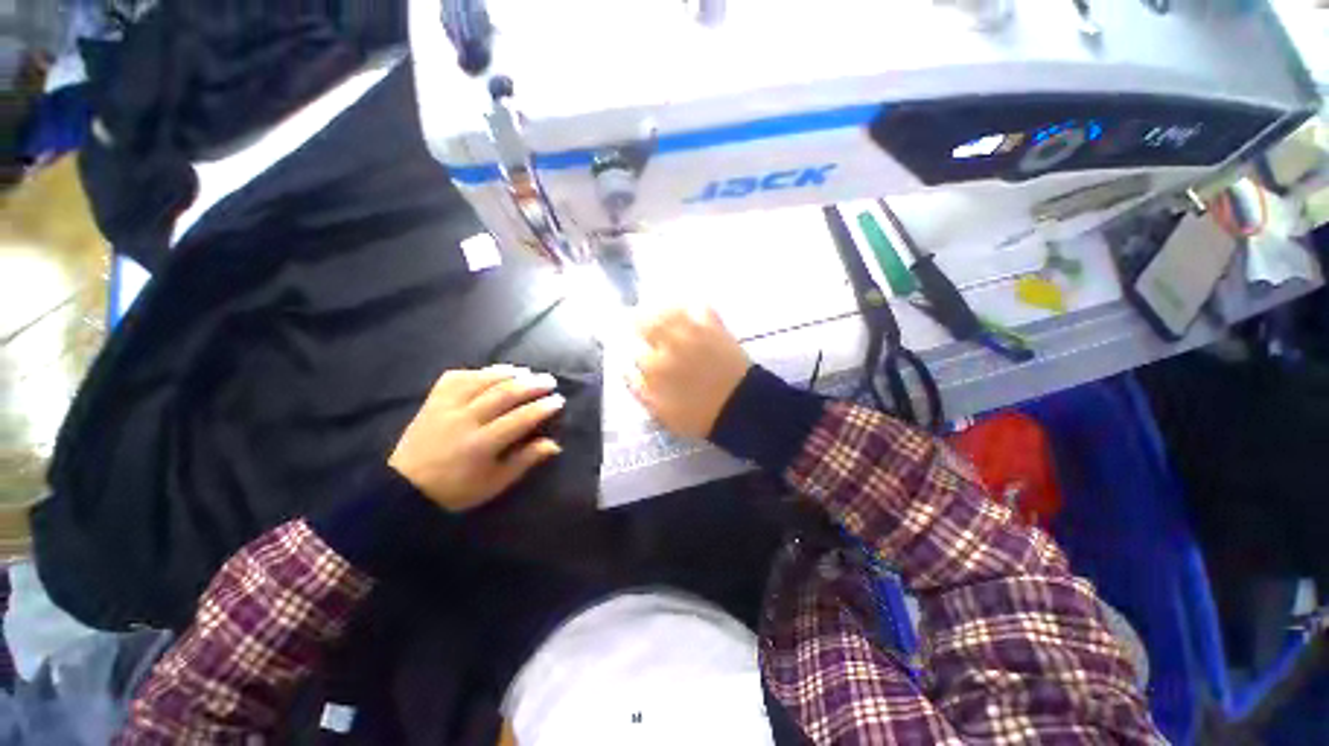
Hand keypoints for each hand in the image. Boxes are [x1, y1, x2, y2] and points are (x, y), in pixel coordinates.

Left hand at [389, 366, 564, 512]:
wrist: (403, 488)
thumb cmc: (456, 490)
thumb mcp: (495, 483)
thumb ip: (525, 460)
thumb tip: (554, 444)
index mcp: (480, 445)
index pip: (519, 419)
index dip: (542, 408)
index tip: (558, 401)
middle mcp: (464, 420)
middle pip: (503, 394)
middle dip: (531, 384)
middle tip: (549, 381)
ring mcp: (445, 407)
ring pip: (481, 381)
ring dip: (508, 373)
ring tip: (527, 372)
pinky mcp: (432, 401)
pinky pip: (456, 377)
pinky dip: (477, 372)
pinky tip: (491, 373)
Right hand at [630, 306, 750, 439]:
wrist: (741, 408)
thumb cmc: (699, 415)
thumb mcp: (662, 413)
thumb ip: (640, 390)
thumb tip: (626, 370)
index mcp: (655, 366)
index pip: (635, 350)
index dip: (636, 352)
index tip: (639, 355)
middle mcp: (670, 343)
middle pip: (645, 321)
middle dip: (640, 324)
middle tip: (641, 326)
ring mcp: (693, 332)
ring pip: (669, 310)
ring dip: (661, 312)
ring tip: (661, 316)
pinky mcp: (715, 327)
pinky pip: (699, 307)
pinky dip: (691, 307)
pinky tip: (689, 313)